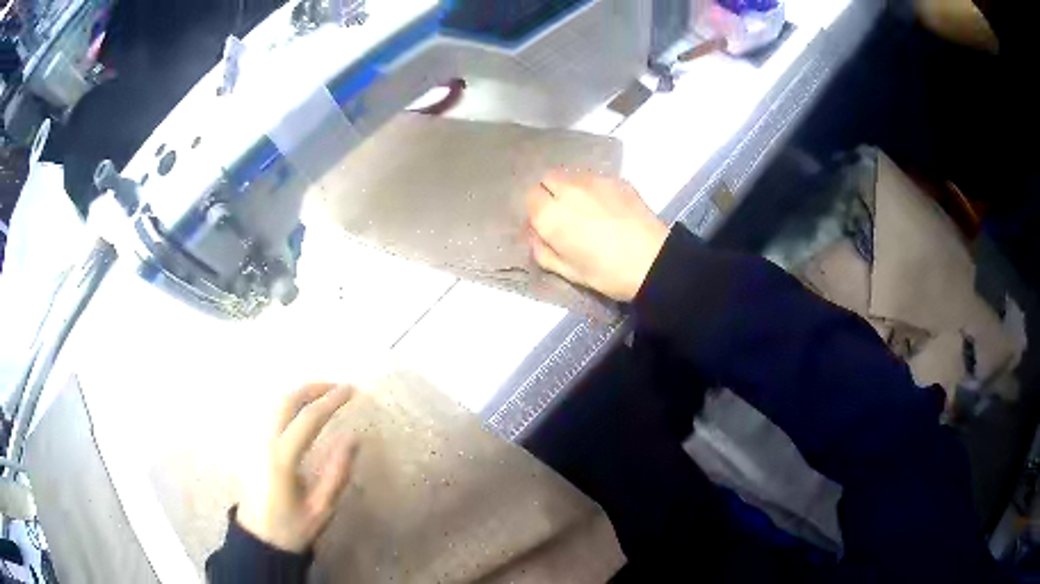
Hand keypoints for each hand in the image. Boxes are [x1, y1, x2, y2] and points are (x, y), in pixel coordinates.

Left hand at [238, 383, 359, 552]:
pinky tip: (300, 411)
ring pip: (275, 404)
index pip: (308, 418)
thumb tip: (353, 438)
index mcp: (282, 458)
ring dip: (299, 393)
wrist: (258, 540)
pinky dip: (288, 404)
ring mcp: (253, 441)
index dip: (331, 401)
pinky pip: (269, 414)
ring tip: (322, 395)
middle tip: (336, 387)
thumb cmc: (292, 528)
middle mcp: (264, 442)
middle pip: (286, 401)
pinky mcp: (250, 446)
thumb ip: (337, 473)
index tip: (351, 391)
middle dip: (312, 388)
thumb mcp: (322, 508)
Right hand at [527, 171, 669, 301]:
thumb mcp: (569, 272)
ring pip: (572, 175)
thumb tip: (536, 236)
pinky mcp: (617, 180)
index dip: (538, 211)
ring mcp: (594, 181)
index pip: (531, 197)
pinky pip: (595, 178)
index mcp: (550, 215)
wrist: (653, 262)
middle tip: (565, 214)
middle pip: (548, 179)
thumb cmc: (607, 274)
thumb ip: (544, 251)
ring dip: (572, 188)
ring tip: (588, 208)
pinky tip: (608, 207)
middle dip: (551, 193)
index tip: (548, 225)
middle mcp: (568, 190)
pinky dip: (594, 189)